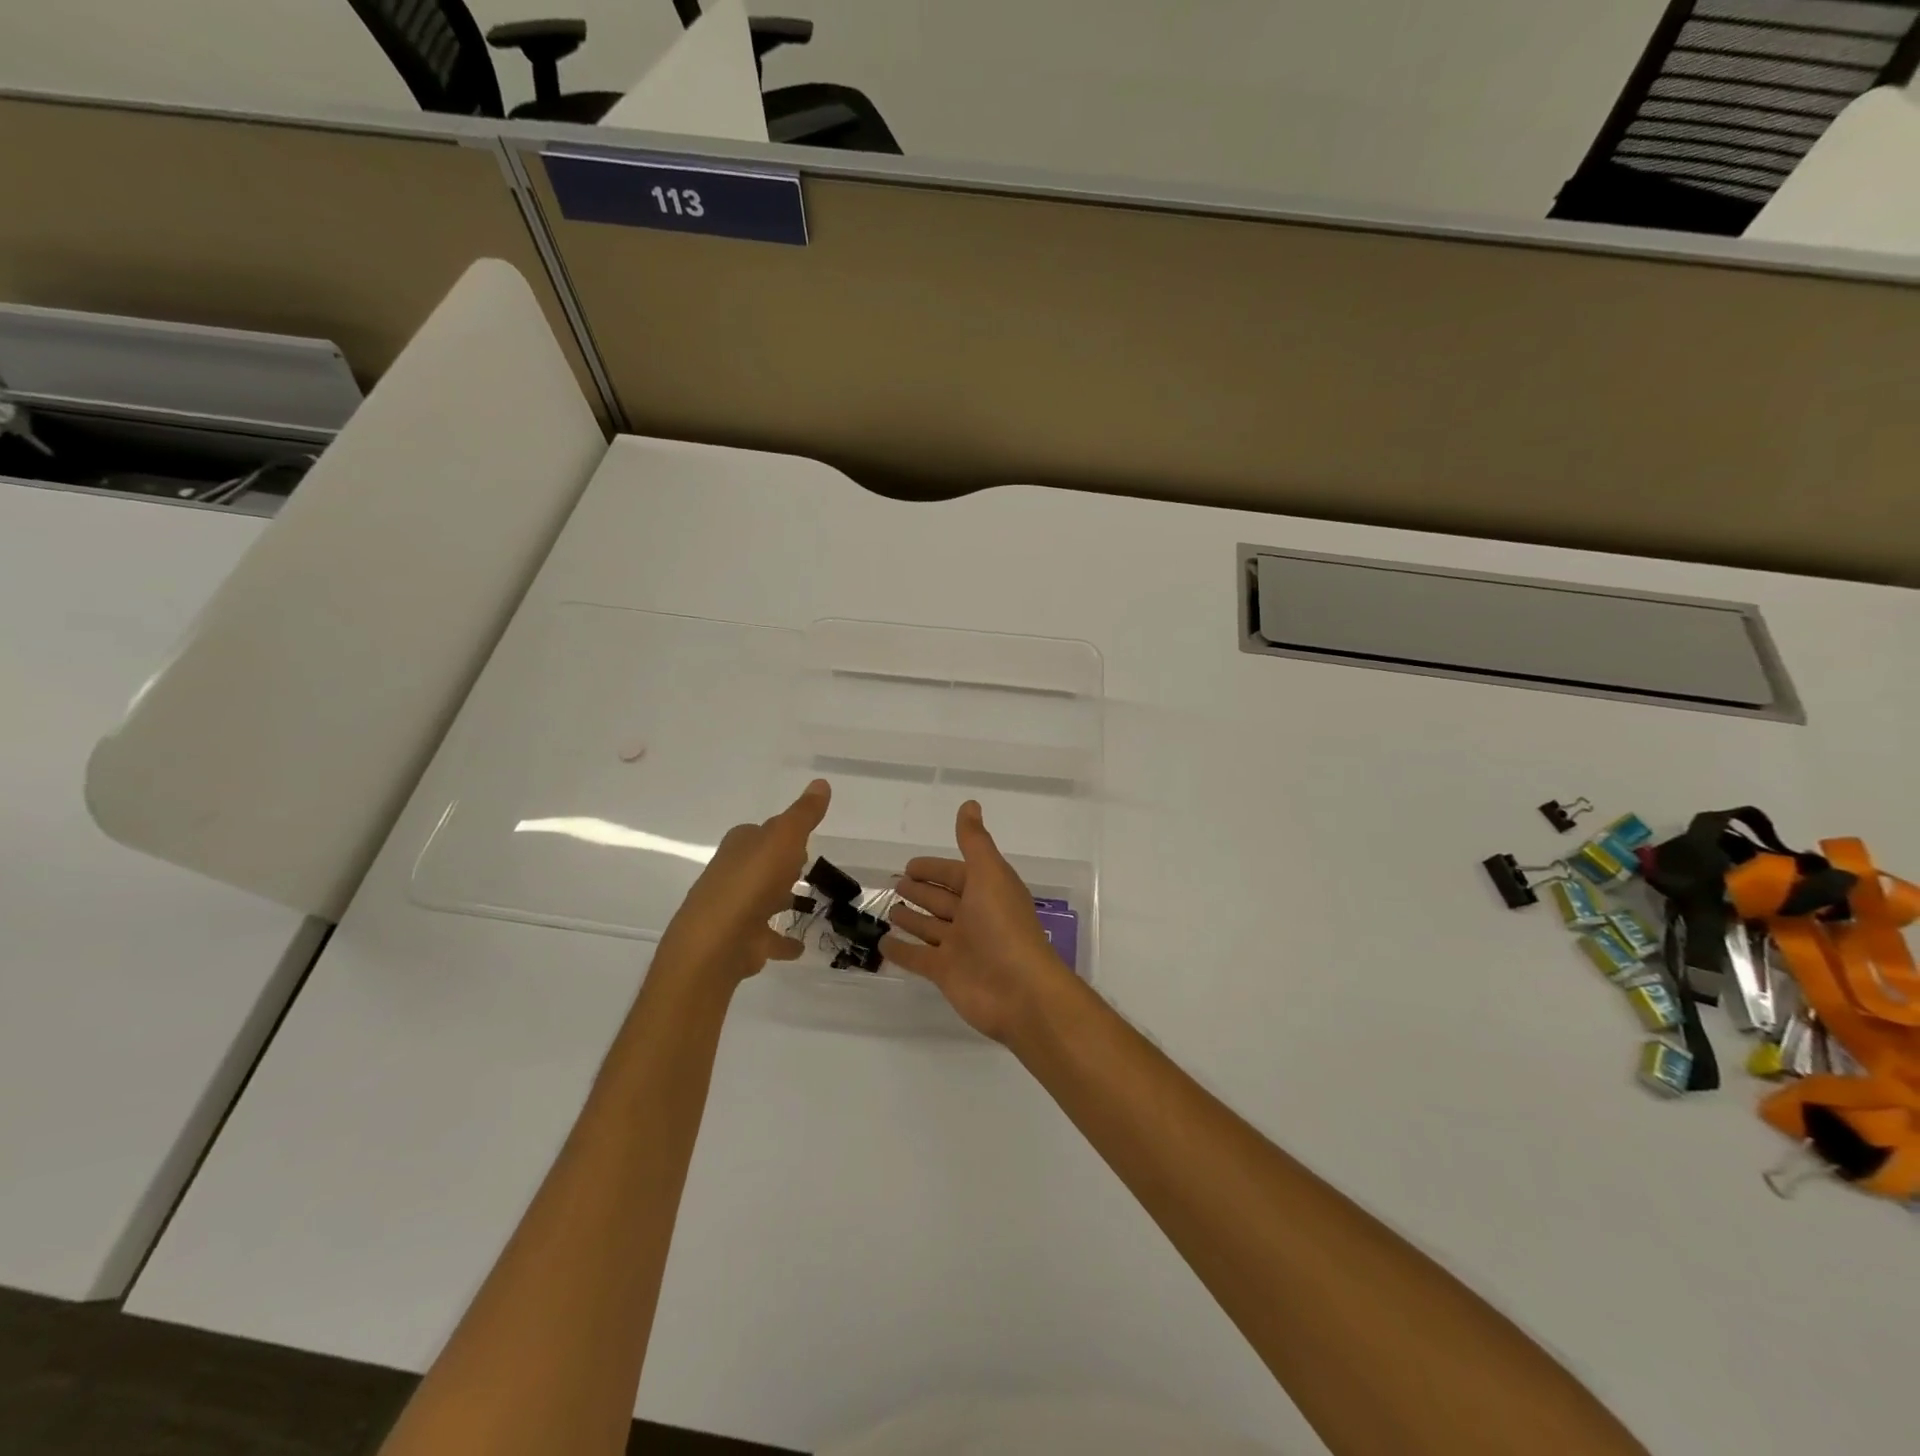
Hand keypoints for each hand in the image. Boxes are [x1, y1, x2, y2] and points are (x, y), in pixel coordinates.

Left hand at [654, 779, 830, 985]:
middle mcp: (732, 874)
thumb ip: (804, 814)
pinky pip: (768, 937)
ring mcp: (735, 910)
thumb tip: (821, 782)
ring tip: (807, 904)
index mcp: (740, 846)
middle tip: (804, 868)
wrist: (717, 942)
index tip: (803, 839)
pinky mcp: (741, 941)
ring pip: (762, 900)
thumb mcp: (784, 838)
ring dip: (780, 900)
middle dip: (780, 865)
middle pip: (760, 864)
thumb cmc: (752, 882)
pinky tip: (799, 946)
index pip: (760, 832)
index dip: (781, 833)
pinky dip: (781, 941)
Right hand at [881, 800, 1075, 1042]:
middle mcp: (974, 916)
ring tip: (889, 910)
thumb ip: (975, 841)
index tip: (910, 865)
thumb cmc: (1004, 926)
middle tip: (895, 884)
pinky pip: (918, 957)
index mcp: (987, 891)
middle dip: (922, 891)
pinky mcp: (945, 973)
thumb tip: (970, 804)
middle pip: (942, 900)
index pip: (957, 874)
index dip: (935, 868)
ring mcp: (959, 946)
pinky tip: (881, 943)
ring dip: (911, 918)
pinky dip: (902, 950)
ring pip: (930, 927)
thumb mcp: (989, 874)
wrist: (1019, 991)